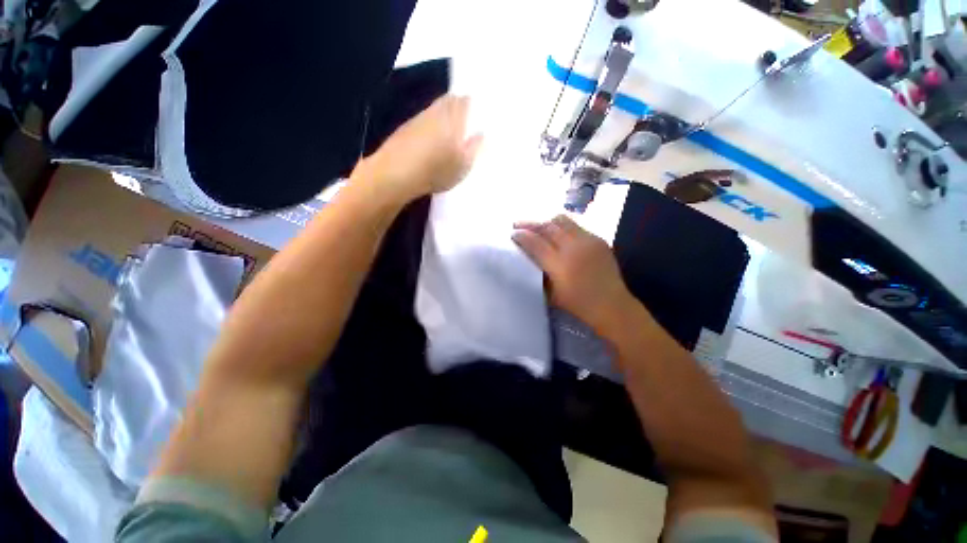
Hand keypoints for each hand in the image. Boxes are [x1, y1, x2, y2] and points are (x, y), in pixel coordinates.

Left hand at [352, 95, 482, 203]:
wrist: (396, 174)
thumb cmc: (436, 171)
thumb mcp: (462, 166)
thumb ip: (474, 148)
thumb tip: (481, 133)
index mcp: (453, 119)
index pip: (464, 101)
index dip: (471, 102)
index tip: (476, 108)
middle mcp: (435, 113)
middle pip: (448, 100)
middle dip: (457, 104)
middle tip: (465, 114)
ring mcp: (418, 118)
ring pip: (434, 108)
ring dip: (443, 113)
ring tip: (450, 126)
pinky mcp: (405, 128)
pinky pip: (423, 119)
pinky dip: (430, 123)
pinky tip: (431, 136)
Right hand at [512, 215, 635, 331]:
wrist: (611, 304)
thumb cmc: (577, 304)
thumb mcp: (551, 293)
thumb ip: (539, 273)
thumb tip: (529, 256)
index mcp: (559, 265)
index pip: (536, 243)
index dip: (522, 236)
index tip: (512, 234)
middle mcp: (573, 247)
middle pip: (547, 227)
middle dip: (530, 223)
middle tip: (518, 224)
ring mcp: (588, 240)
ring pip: (562, 221)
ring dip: (546, 222)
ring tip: (538, 226)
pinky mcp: (598, 239)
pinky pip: (576, 226)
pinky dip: (562, 227)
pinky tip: (558, 233)